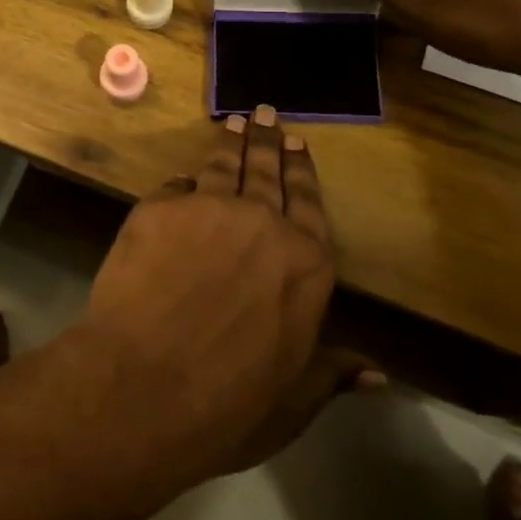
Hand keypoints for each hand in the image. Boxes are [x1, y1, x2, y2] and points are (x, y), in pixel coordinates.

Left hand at [77, 109, 379, 481]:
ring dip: (230, 143)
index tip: (300, 146)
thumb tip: (378, 374)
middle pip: (268, 172)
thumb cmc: (227, 406)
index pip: (310, 205)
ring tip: (233, 123)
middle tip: (266, 113)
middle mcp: (264, 225)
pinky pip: (176, 187)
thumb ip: (331, 373)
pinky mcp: (158, 209)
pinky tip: (184, 179)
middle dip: (268, 141)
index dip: (304, 174)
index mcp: (306, 266)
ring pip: (223, 167)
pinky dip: (182, 184)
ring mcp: (208, 210)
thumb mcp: (291, 402)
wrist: (142, 388)